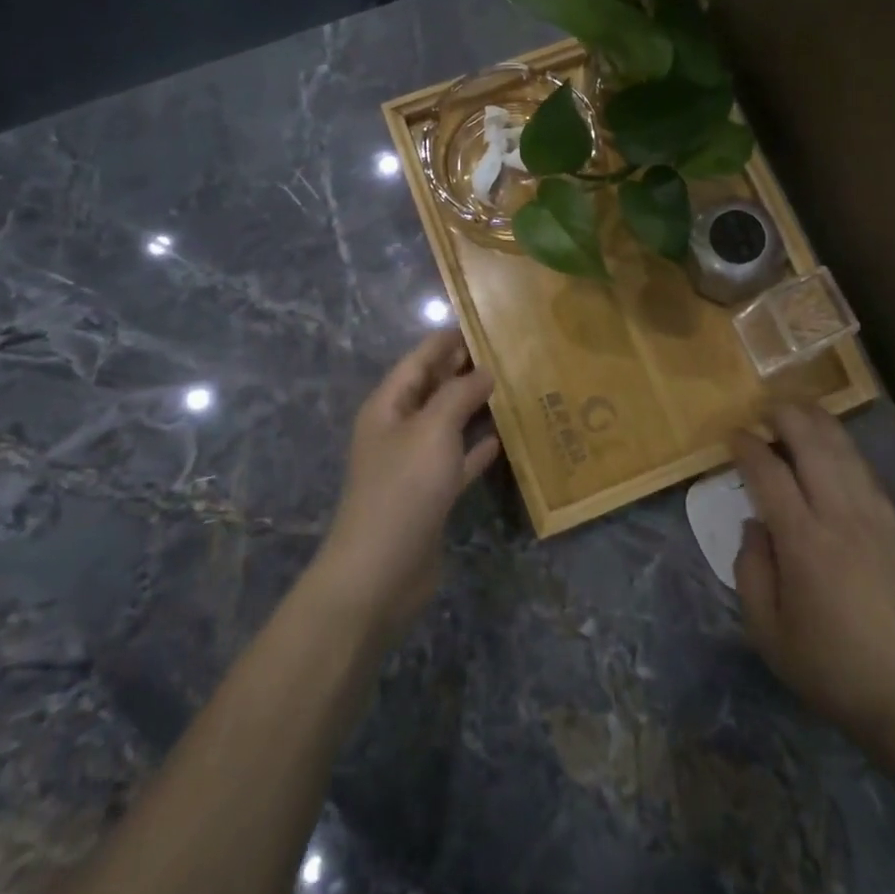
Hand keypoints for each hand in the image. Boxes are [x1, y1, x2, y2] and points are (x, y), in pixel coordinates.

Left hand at [313, 329, 500, 640]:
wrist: (381, 571)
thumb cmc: (403, 488)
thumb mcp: (432, 430)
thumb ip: (458, 395)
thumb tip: (484, 371)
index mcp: (388, 406)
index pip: (418, 360)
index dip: (446, 341)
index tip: (481, 322)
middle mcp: (398, 429)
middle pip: (433, 389)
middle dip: (464, 371)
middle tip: (507, 352)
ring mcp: (413, 463)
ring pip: (448, 424)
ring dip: (475, 408)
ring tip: (513, 387)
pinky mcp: (430, 494)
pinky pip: (457, 460)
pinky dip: (477, 448)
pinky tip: (504, 438)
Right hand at [730, 404, 894, 744]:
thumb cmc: (828, 666)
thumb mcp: (766, 630)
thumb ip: (750, 569)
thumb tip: (755, 524)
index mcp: (804, 542)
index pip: (770, 473)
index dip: (748, 447)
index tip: (734, 435)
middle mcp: (841, 517)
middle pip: (814, 445)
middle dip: (787, 416)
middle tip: (765, 408)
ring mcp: (875, 518)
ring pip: (845, 451)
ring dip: (819, 423)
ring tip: (798, 410)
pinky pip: (867, 472)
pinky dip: (845, 449)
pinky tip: (834, 446)